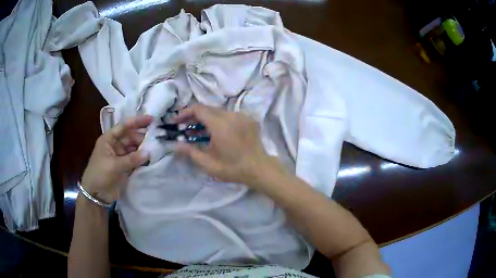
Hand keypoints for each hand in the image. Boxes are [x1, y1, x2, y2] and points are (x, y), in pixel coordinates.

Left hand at [81, 115, 152, 202]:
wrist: (96, 195)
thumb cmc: (100, 175)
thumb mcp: (114, 166)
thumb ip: (132, 159)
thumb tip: (149, 152)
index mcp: (109, 139)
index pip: (124, 127)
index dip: (137, 122)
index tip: (152, 119)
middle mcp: (115, 145)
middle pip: (131, 137)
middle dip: (143, 137)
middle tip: (158, 138)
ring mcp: (120, 156)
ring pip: (134, 149)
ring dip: (144, 149)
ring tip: (157, 148)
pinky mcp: (124, 167)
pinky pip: (135, 160)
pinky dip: (142, 159)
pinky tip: (152, 158)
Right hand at [173, 105, 275, 184]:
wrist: (259, 169)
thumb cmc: (233, 168)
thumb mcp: (208, 163)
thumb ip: (190, 151)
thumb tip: (174, 145)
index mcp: (221, 124)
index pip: (198, 109)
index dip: (184, 113)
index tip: (176, 122)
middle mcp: (232, 115)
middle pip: (208, 109)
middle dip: (194, 117)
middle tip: (185, 128)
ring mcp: (242, 116)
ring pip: (218, 112)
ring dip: (206, 119)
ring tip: (198, 132)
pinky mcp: (248, 119)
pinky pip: (229, 115)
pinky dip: (218, 120)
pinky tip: (215, 132)